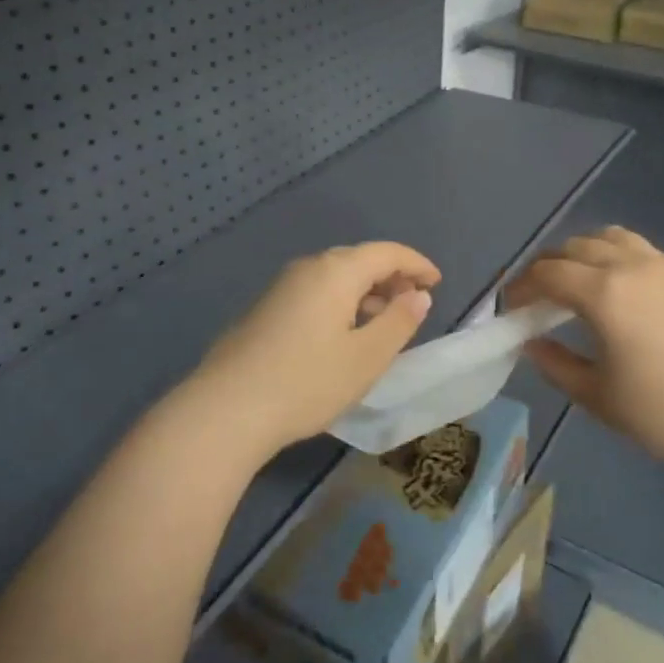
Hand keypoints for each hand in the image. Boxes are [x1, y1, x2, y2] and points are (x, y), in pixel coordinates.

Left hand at [182, 243, 440, 460]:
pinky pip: (315, 292)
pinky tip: (343, 335)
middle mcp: (308, 268)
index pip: (386, 252)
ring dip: (365, 292)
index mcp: (336, 271)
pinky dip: (341, 303)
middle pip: (359, 260)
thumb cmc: (307, 382)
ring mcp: (281, 287)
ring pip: (335, 277)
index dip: (416, 264)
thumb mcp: (366, 357)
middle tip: (414, 303)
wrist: (226, 409)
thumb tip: (418, 295)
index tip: (437, 282)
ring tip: (384, 322)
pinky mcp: (265, 309)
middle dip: (391, 277)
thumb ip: (399, 322)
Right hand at [505, 226, 663, 468]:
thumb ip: (555, 365)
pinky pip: (640, 249)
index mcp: (604, 294)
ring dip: (582, 252)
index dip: (521, 286)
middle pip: (574, 247)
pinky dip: (616, 255)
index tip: (510, 305)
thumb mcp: (598, 397)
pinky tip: (621, 287)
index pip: (547, 273)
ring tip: (577, 282)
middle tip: (538, 296)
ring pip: (610, 238)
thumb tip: (530, 343)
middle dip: (547, 266)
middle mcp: (631, 266)